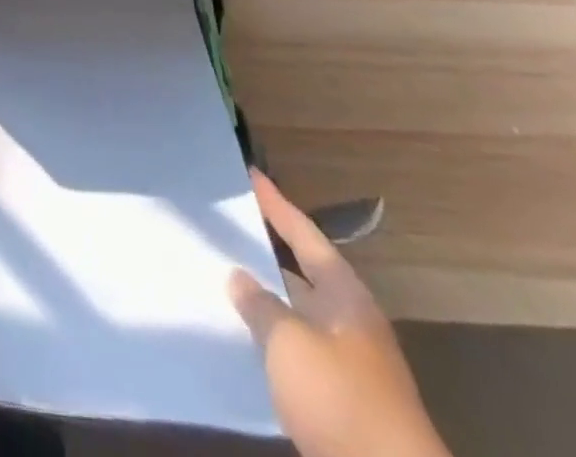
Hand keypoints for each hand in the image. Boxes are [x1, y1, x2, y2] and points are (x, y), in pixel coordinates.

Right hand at [229, 169, 450, 456]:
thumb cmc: (340, 399)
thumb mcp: (289, 343)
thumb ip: (260, 305)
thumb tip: (239, 276)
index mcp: (346, 296)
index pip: (304, 235)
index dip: (276, 205)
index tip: (251, 174)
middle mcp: (351, 321)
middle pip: (304, 273)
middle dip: (268, 251)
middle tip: (229, 225)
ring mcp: (350, 364)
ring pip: (299, 315)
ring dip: (267, 298)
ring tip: (224, 277)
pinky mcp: (342, 401)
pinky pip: (298, 352)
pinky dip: (272, 339)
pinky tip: (243, 338)